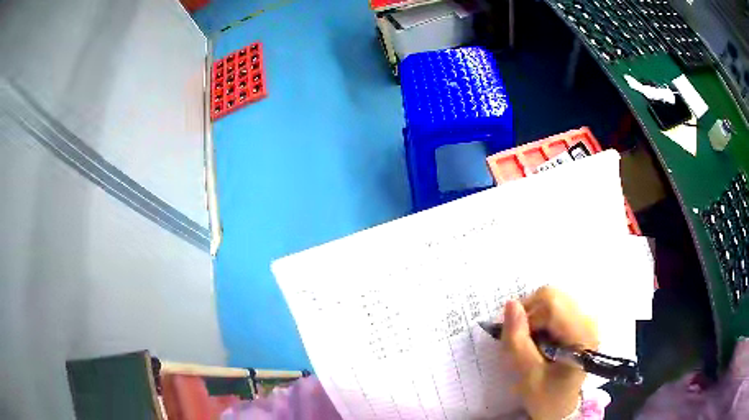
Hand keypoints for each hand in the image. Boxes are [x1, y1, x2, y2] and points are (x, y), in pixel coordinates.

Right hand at [502, 287, 598, 419]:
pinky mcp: (582, 322)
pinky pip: (557, 308)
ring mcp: (587, 320)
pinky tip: (541, 341)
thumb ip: (518, 341)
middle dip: (530, 314)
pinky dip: (542, 320)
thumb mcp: (527, 376)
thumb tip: (510, 304)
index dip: (527, 315)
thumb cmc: (546, 396)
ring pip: (554, 300)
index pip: (552, 303)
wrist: (562, 408)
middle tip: (522, 341)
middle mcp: (589, 321)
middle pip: (553, 297)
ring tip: (532, 343)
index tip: (516, 338)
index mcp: (582, 335)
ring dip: (535, 317)